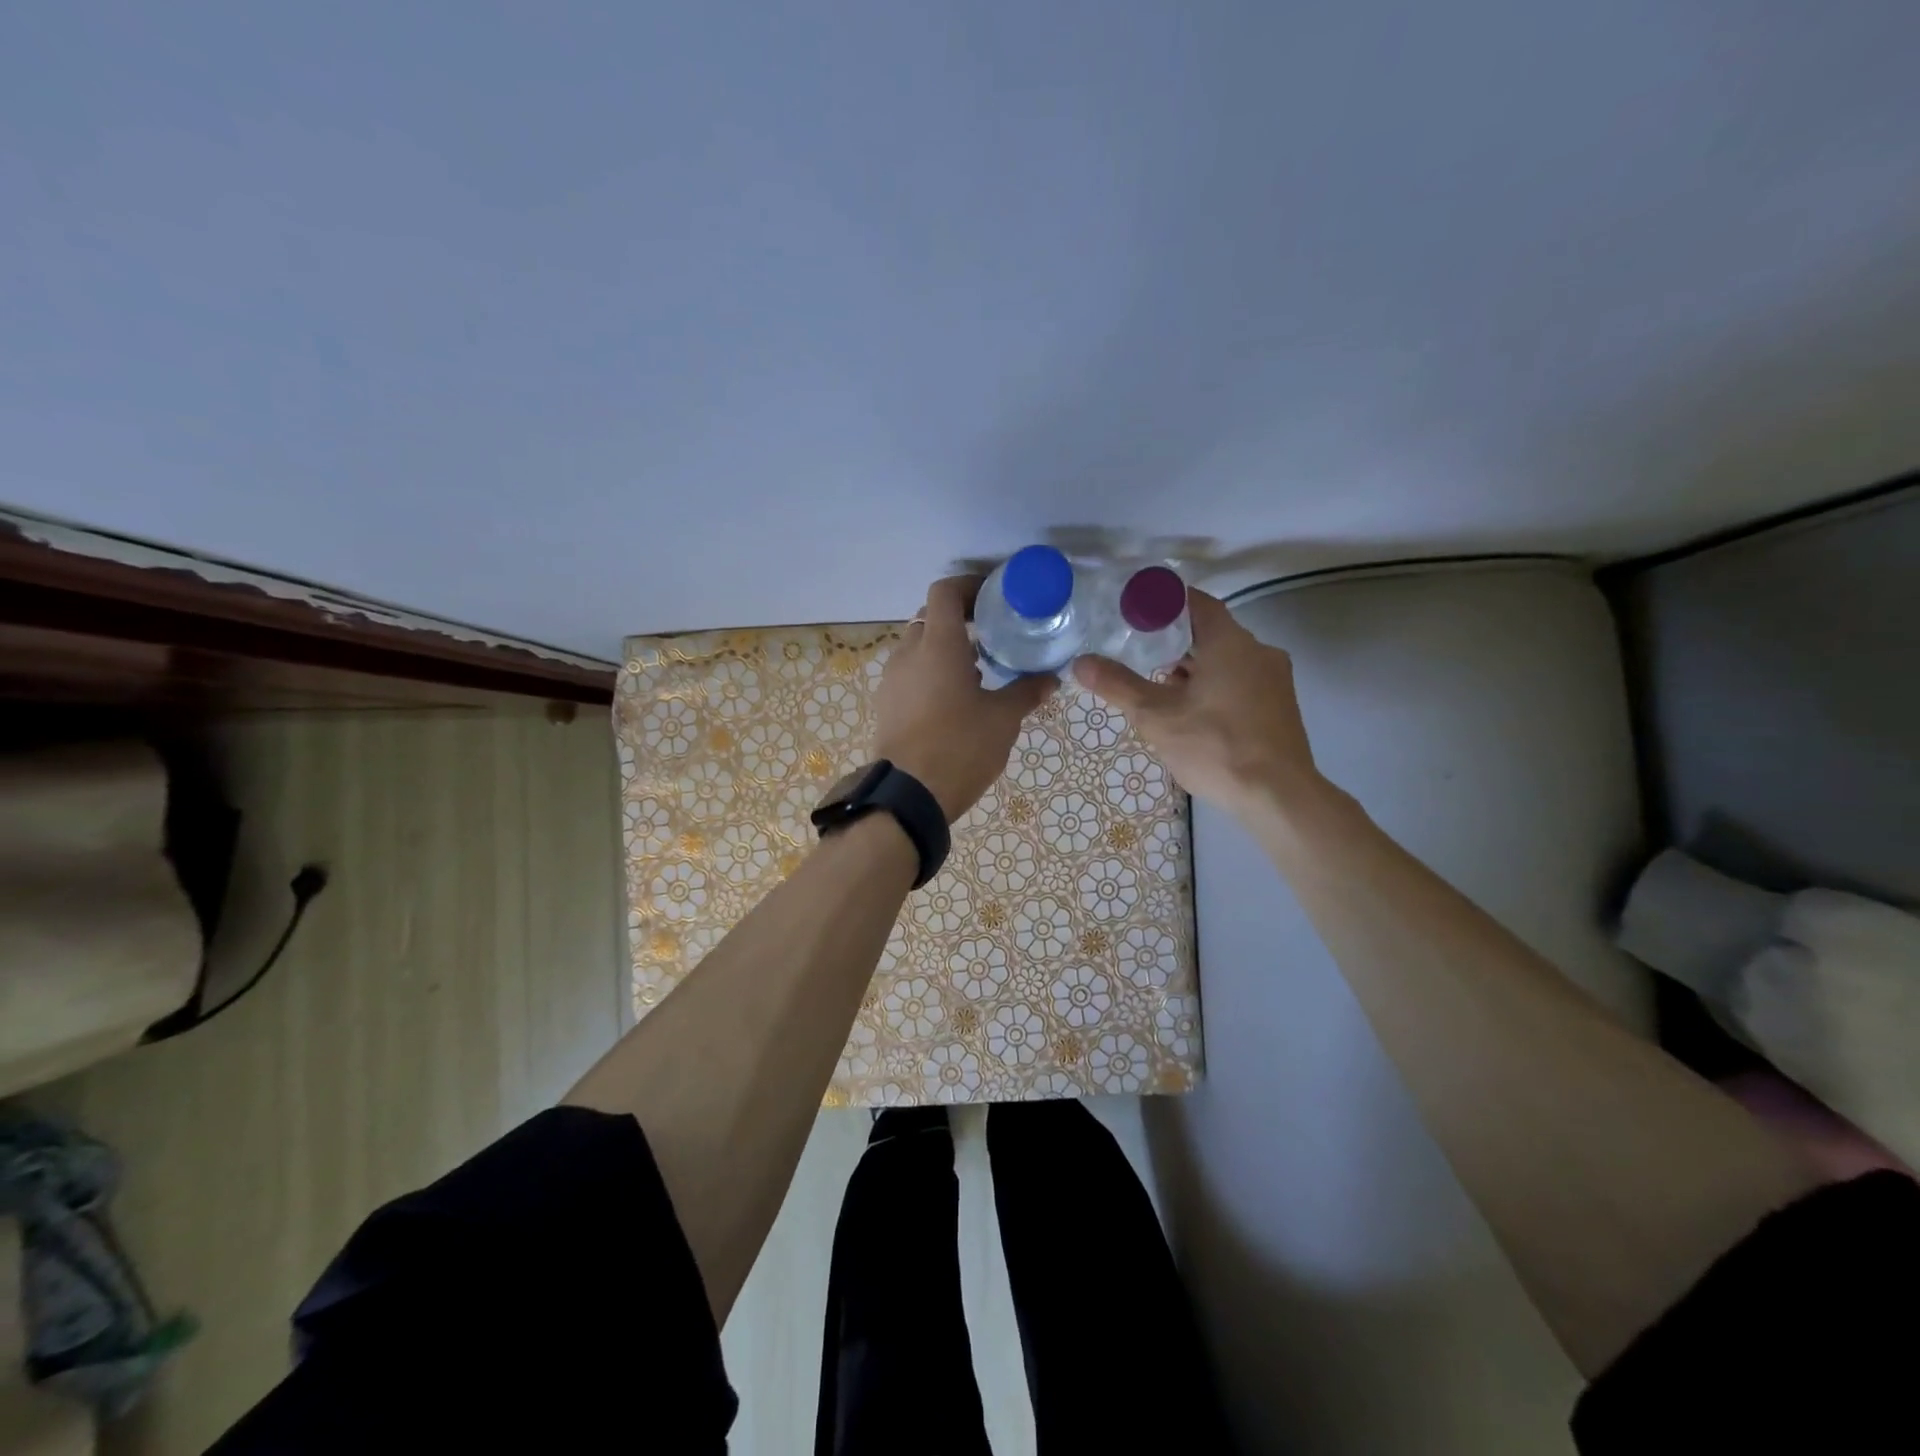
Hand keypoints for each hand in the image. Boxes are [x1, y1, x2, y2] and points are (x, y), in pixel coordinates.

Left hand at [873, 576, 1054, 821]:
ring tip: (977, 672)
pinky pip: (909, 674)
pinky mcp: (886, 704)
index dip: (968, 587)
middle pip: (930, 618)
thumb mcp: (1003, 719)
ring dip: (944, 650)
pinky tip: (954, 701)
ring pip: (917, 648)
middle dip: (959, 621)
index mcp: (938, 645)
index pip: (944, 592)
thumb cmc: (960, 747)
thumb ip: (1026, 692)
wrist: (909, 795)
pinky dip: (929, 674)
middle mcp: (909, 653)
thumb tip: (1051, 679)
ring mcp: (892, 680)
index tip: (992, 598)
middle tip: (990, 636)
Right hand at [1072, 589, 1322, 820]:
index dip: (1163, 603)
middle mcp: (1258, 651)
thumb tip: (1080, 662)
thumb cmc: (1215, 746)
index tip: (1134, 611)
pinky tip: (1192, 713)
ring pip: (1226, 660)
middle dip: (1173, 642)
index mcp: (1230, 642)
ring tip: (1158, 688)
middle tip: (1137, 653)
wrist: (1277, 796)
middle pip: (1210, 632)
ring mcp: (1274, 680)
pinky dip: (1214, 686)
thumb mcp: (1157, 716)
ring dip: (1194, 668)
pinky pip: (1241, 682)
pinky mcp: (1280, 707)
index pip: (1195, 602)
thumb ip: (1118, 685)